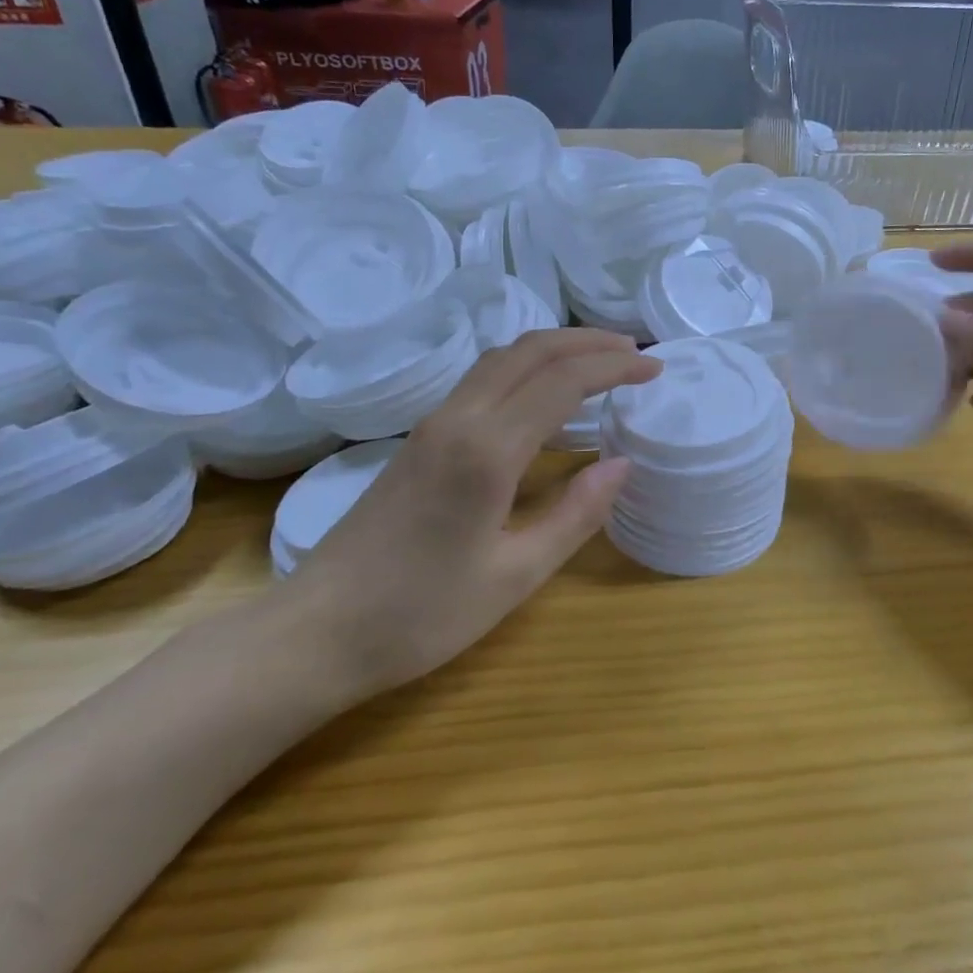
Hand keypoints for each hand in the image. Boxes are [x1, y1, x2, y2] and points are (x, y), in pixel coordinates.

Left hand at [284, 329, 661, 700]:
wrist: (318, 630)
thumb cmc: (421, 613)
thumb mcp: (515, 576)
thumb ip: (575, 515)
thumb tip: (622, 465)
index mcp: (487, 450)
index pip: (563, 381)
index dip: (614, 367)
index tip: (655, 369)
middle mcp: (458, 419)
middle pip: (529, 351)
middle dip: (587, 342)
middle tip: (634, 351)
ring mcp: (432, 425)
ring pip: (501, 358)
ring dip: (554, 349)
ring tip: (598, 362)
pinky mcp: (419, 439)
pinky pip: (481, 380)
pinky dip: (525, 368)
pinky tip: (543, 394)